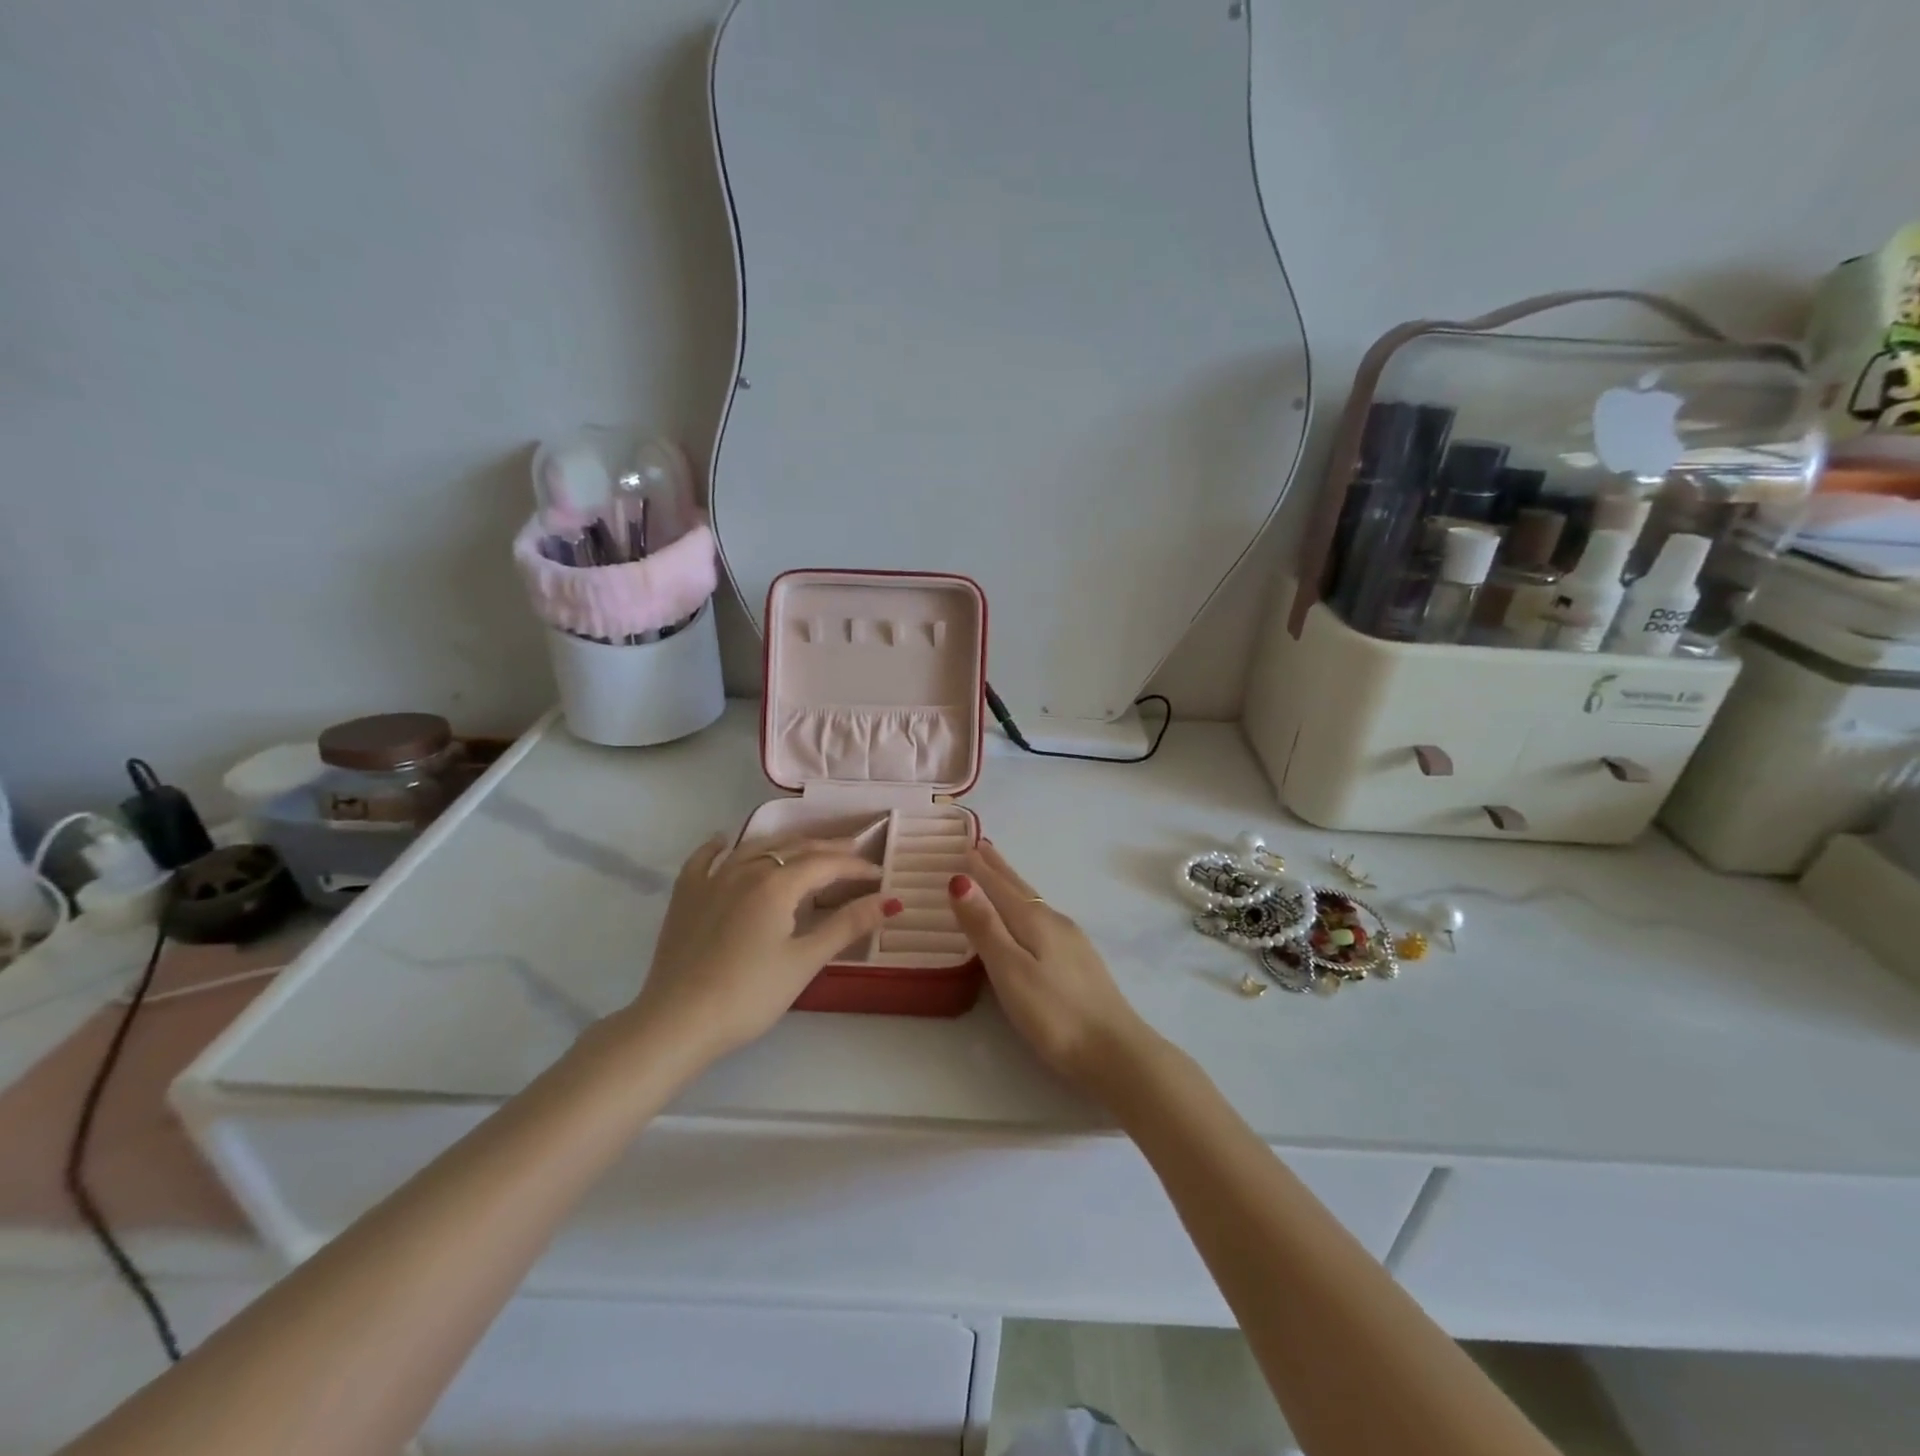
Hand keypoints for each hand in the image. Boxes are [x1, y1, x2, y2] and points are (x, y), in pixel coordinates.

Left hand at [623, 833, 900, 1065]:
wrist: (677, 1021)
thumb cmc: (749, 995)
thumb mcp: (804, 962)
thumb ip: (846, 926)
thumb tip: (889, 900)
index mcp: (777, 884)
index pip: (826, 864)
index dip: (856, 867)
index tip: (879, 875)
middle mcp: (745, 870)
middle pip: (794, 848)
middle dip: (828, 848)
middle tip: (854, 853)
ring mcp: (712, 880)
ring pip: (756, 847)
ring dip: (786, 844)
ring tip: (807, 847)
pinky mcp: (686, 896)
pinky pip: (704, 860)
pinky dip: (719, 847)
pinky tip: (723, 841)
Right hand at [948, 840, 1153, 1096]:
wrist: (1116, 1052)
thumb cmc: (1055, 1014)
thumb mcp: (1010, 971)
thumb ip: (985, 927)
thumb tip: (959, 880)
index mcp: (1035, 921)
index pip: (1001, 886)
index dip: (981, 867)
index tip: (965, 843)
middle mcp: (1055, 922)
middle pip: (1020, 889)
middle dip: (999, 869)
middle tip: (982, 847)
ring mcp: (1072, 942)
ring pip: (1033, 904)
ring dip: (1012, 887)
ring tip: (998, 876)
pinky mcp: (1079, 963)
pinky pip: (1043, 921)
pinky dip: (1026, 909)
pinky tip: (1029, 921)